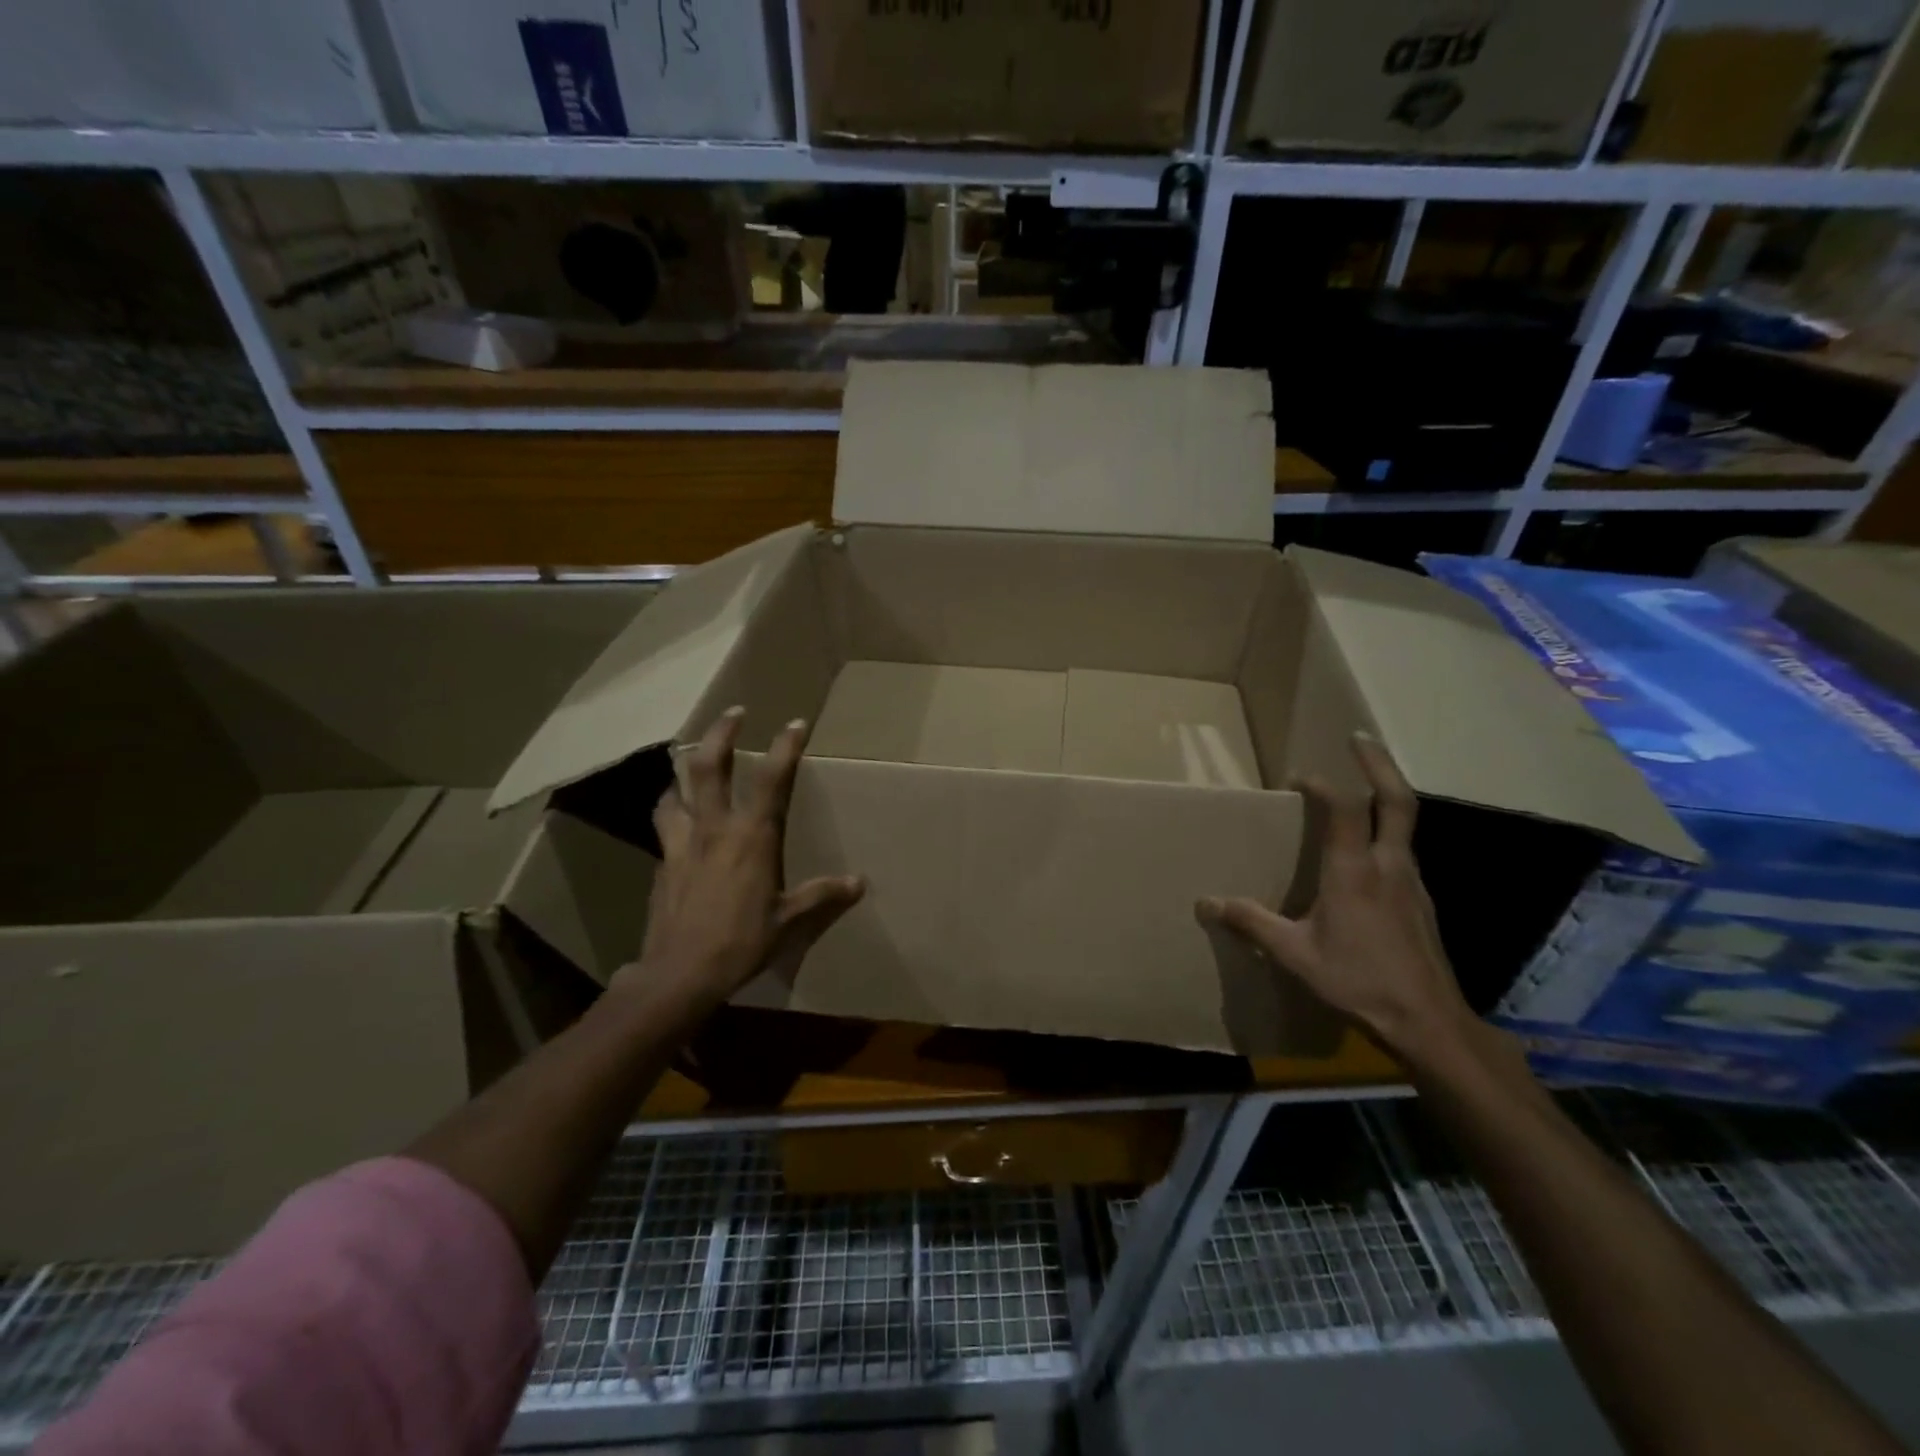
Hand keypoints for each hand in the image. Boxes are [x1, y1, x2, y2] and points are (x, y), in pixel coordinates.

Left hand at [628, 707, 864, 1012]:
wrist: (679, 973)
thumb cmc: (741, 942)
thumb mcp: (789, 921)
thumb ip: (822, 895)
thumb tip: (858, 883)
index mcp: (752, 837)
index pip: (772, 778)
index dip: (785, 746)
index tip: (795, 722)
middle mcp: (714, 828)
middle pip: (707, 766)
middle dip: (721, 733)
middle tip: (734, 713)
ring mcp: (681, 843)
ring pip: (675, 790)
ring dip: (683, 770)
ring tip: (690, 762)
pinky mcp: (662, 863)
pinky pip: (664, 824)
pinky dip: (671, 810)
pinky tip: (676, 818)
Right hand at [1197, 732, 1472, 1060]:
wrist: (1427, 1022)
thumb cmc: (1358, 982)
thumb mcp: (1294, 954)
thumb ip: (1252, 923)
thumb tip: (1206, 903)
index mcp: (1354, 872)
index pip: (1343, 808)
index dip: (1321, 784)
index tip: (1298, 778)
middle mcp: (1389, 866)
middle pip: (1397, 800)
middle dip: (1378, 764)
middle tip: (1359, 739)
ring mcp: (1412, 882)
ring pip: (1405, 824)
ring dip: (1386, 796)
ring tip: (1362, 789)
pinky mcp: (1421, 901)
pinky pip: (1405, 851)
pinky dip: (1388, 832)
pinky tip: (1371, 853)